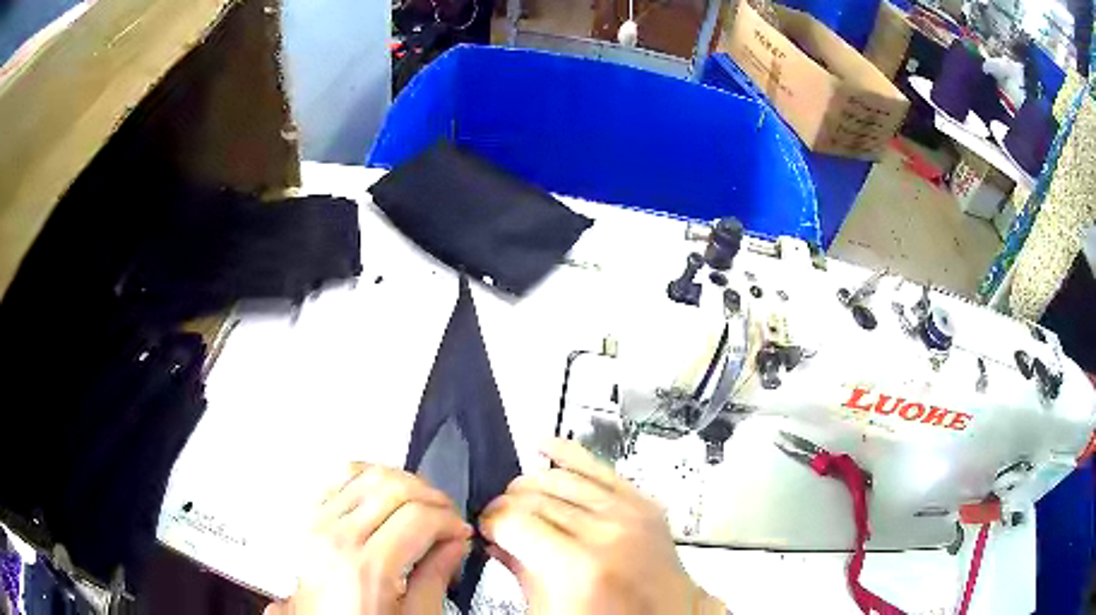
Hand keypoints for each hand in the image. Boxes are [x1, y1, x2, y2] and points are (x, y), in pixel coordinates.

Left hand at [265, 463, 471, 614]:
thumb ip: (435, 578)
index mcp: (368, 568)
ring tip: (422, 505)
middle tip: (448, 519)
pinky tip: (386, 493)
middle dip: (433, 498)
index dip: (449, 520)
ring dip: (404, 482)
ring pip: (368, 473)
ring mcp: (319, 524)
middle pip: (395, 488)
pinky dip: (369, 476)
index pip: (418, 517)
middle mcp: (338, 538)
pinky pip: (340, 477)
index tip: (461, 533)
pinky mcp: (310, 519)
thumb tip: (456, 543)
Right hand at [480, 439, 724, 614]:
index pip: (514, 520)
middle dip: (507, 505)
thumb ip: (518, 570)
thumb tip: (495, 538)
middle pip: (535, 496)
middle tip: (501, 520)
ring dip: (530, 484)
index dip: (491, 522)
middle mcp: (606, 532)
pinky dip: (567, 453)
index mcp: (578, 567)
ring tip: (519, 499)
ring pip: (560, 477)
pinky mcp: (643, 502)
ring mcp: (629, 512)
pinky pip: (598, 467)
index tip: (487, 529)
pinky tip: (544, 445)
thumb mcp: (548, 610)